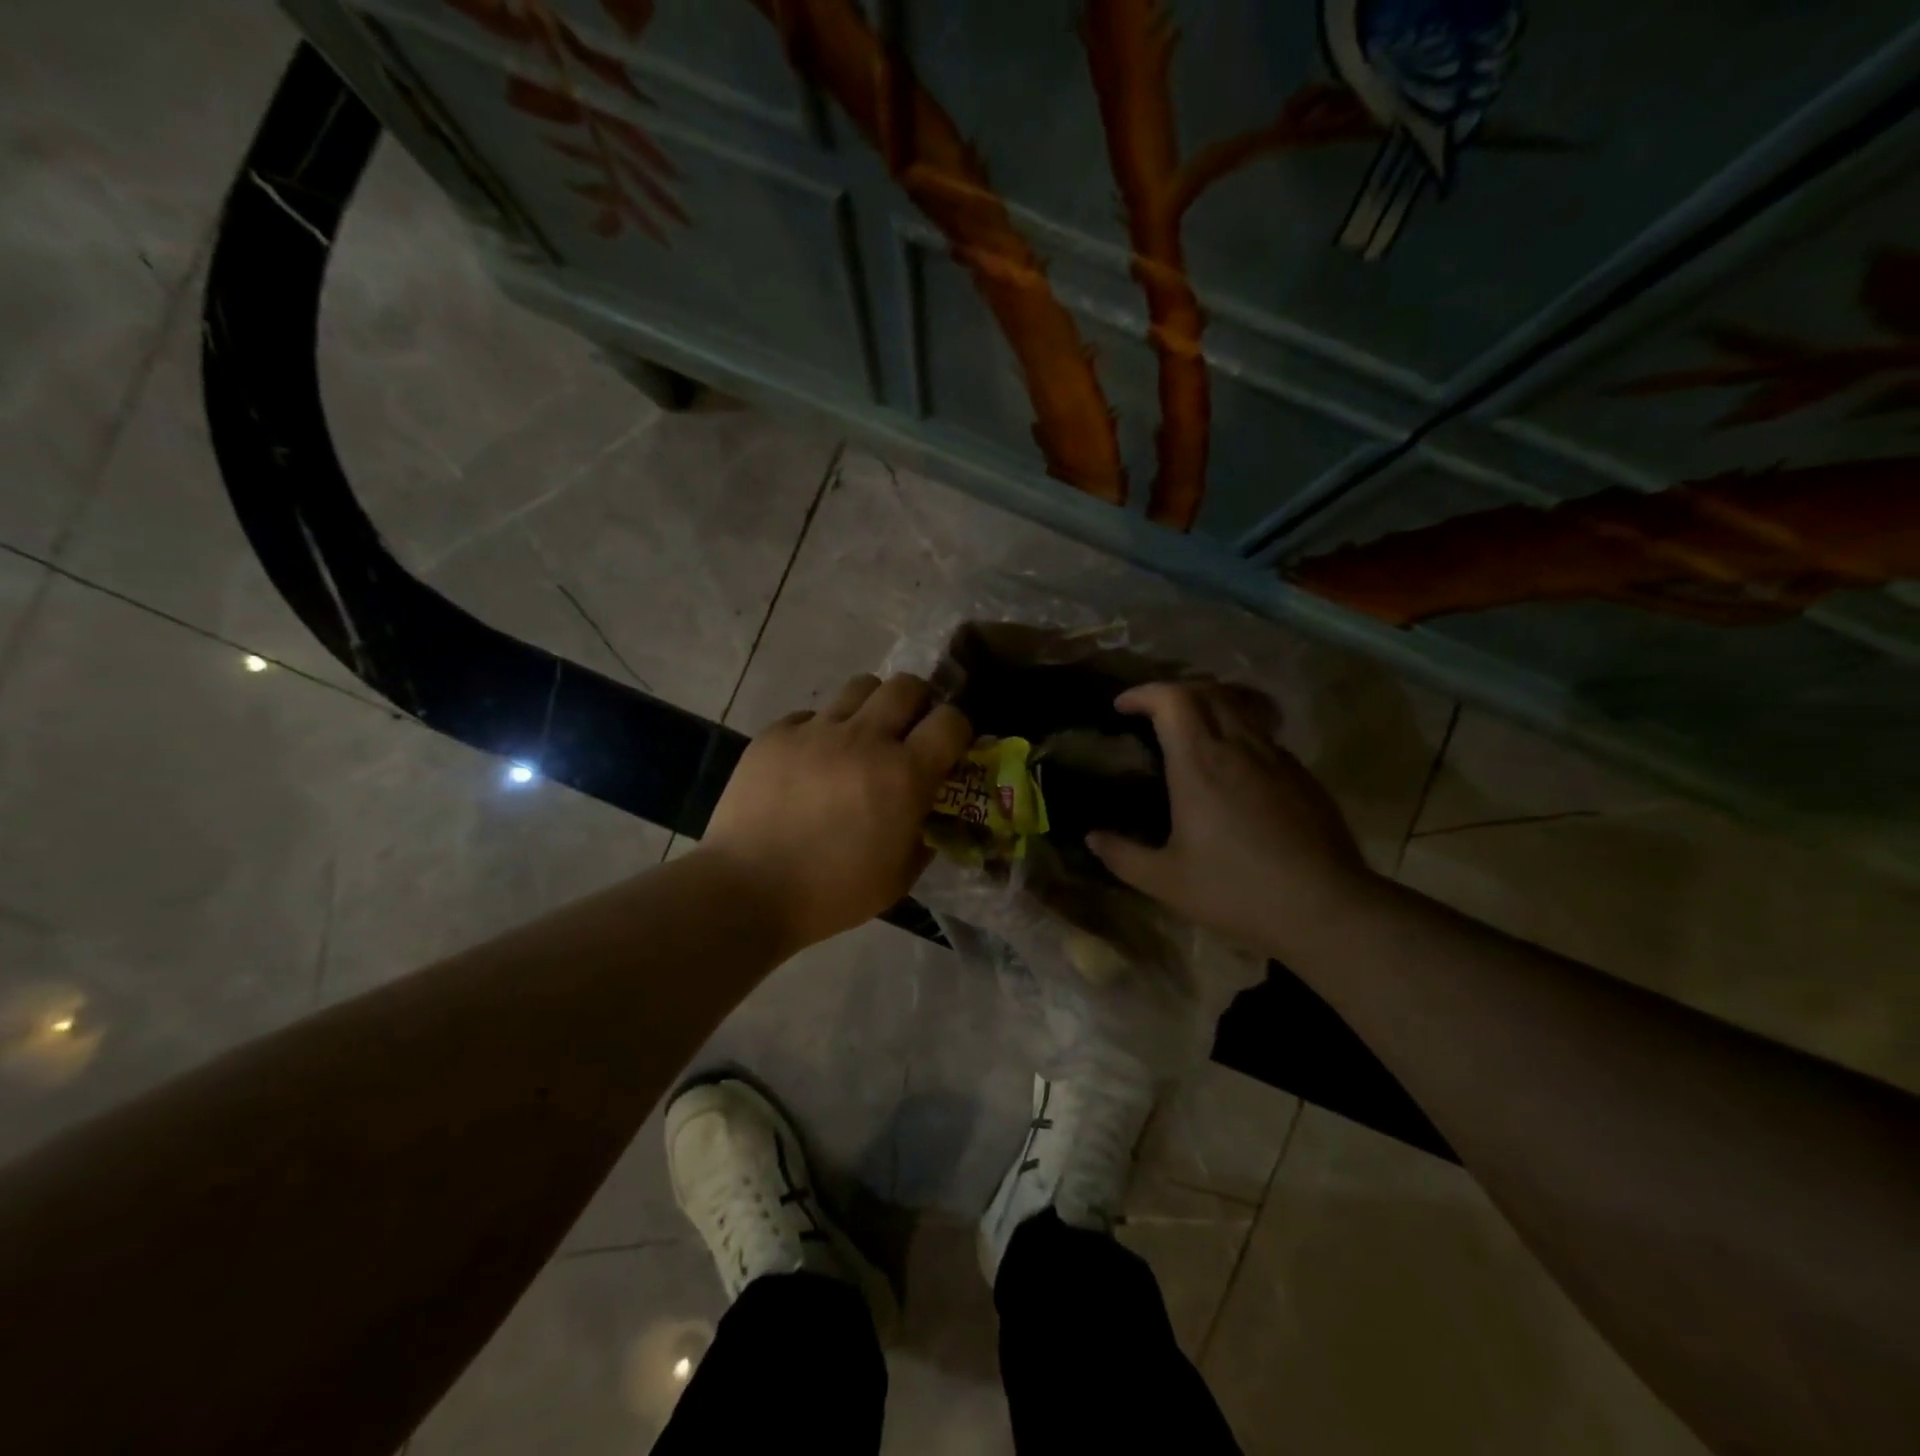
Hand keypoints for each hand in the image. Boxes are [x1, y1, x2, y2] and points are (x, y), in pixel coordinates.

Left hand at [698, 673, 971, 955]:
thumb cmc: (832, 892)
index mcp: (904, 775)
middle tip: (909, 731)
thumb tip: (928, 810)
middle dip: (918, 703)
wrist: (747, 890)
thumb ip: (924, 834)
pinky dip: (822, 730)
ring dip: (872, 707)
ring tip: (861, 736)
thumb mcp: (899, 877)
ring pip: (860, 687)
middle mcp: (865, 739)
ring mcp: (817, 730)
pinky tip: (811, 761)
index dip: (958, 729)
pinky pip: (812, 715)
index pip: (951, 721)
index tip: (950, 747)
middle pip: (907, 685)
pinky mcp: (777, 733)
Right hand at [1085, 680, 1378, 958]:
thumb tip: (1092, 837)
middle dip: (1173, 691)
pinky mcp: (1301, 774)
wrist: (1325, 908)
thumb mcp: (1165, 881)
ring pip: (1240, 705)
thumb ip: (1122, 855)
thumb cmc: (1236, 891)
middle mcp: (1239, 747)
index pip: (1172, 699)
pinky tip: (1232, 764)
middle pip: (1207, 690)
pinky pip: (1263, 732)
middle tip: (1151, 713)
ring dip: (1208, 703)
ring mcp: (1276, 757)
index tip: (1122, 707)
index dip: (1143, 693)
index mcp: (1199, 763)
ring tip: (1190, 727)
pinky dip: (1237, 728)